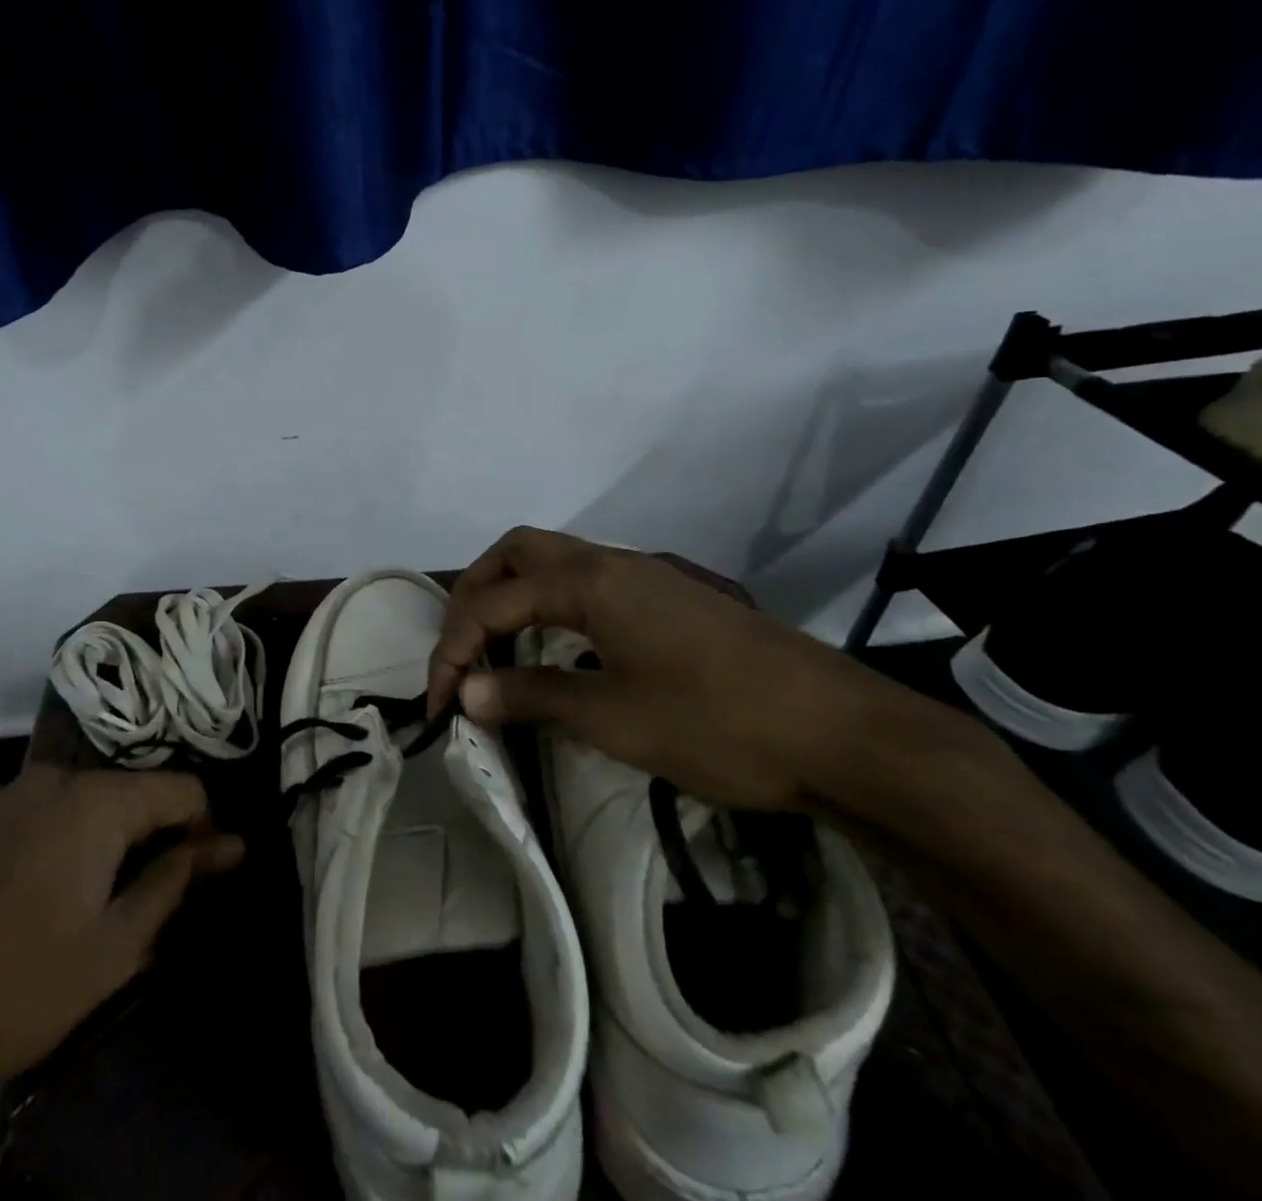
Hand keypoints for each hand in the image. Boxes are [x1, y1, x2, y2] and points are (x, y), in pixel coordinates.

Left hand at [0, 767, 241, 1200]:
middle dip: (141, 830)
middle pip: (121, 790)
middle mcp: (46, 777)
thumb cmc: (20, 993)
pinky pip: (18, 814)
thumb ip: (177, 880)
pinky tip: (17, 893)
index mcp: (95, 802)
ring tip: (76, 895)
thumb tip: (232, 843)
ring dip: (88, 834)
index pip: (179, 786)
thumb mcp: (116, 946)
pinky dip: (37, 839)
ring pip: (68, 800)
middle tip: (137, 892)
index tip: (201, 866)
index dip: (201, 824)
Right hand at [427, 527, 928, 810]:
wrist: (847, 735)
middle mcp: (612, 564)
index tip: (440, 703)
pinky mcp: (671, 600)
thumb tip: (468, 694)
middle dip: (475, 595)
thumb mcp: (614, 719)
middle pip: (518, 553)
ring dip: (513, 596)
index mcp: (590, 582)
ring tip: (497, 648)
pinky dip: (552, 607)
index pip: (494, 602)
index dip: (454, 650)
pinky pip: (588, 585)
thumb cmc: (719, 724)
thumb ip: (532, 697)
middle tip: (461, 649)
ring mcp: (646, 578)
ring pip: (555, 564)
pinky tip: (559, 653)